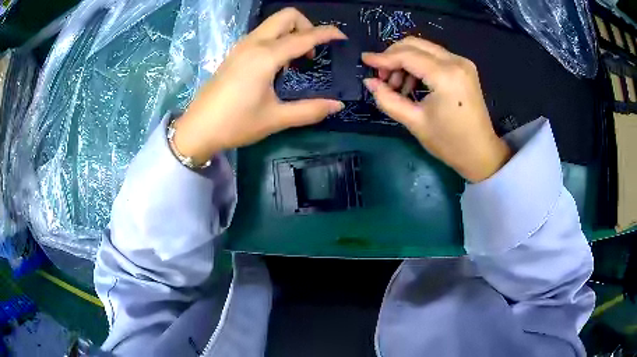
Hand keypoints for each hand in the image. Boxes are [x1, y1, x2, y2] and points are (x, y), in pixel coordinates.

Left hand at [173, 8, 345, 163]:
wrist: (197, 128)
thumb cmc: (235, 124)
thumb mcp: (276, 119)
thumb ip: (310, 110)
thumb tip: (338, 106)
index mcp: (266, 56)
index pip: (304, 36)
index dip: (327, 34)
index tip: (342, 38)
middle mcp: (254, 43)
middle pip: (286, 16)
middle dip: (307, 25)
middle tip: (313, 50)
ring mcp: (241, 46)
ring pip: (273, 23)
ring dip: (291, 32)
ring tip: (297, 59)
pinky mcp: (234, 53)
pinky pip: (262, 34)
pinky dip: (277, 38)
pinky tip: (277, 64)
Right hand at [362, 37, 510, 182]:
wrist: (481, 153)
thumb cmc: (449, 143)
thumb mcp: (415, 122)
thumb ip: (388, 99)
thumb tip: (369, 82)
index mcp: (445, 75)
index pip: (407, 55)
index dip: (382, 58)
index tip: (364, 60)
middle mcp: (455, 61)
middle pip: (415, 44)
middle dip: (393, 57)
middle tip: (382, 78)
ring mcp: (462, 62)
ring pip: (424, 48)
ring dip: (405, 61)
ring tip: (397, 86)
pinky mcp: (464, 68)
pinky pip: (434, 56)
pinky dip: (419, 65)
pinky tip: (413, 84)